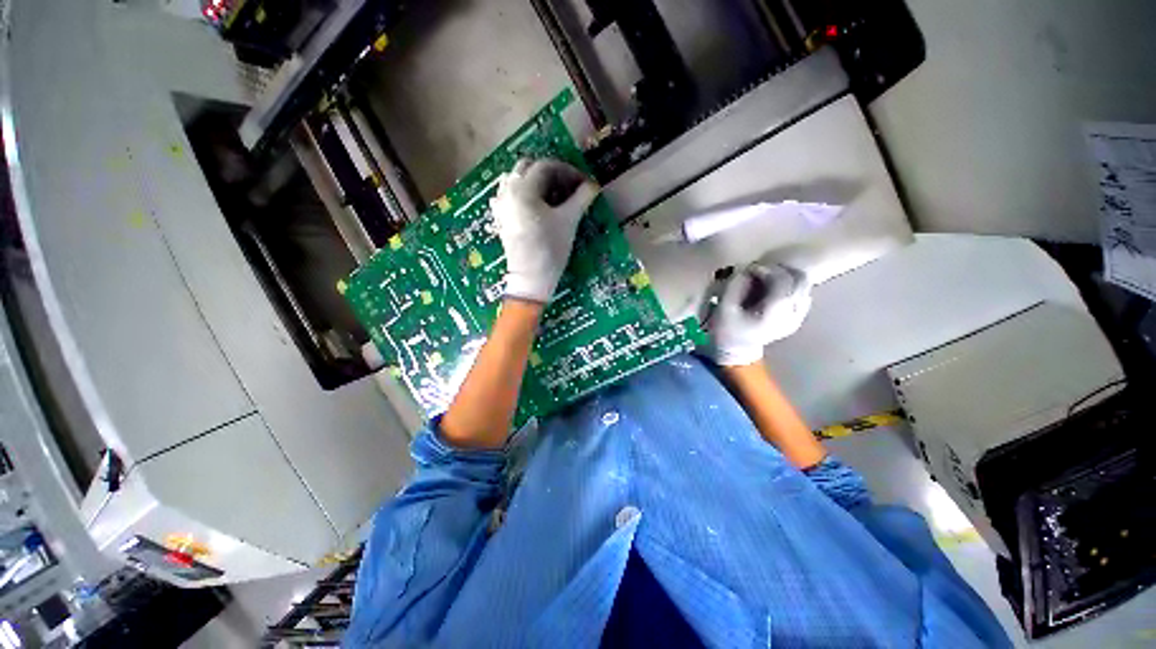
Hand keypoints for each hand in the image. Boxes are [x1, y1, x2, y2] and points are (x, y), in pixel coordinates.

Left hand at [491, 158, 599, 302]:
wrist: (531, 278)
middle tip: (568, 187)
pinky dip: (524, 193)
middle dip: (550, 173)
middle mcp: (507, 191)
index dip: (567, 171)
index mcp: (523, 189)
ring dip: (536, 182)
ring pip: (516, 180)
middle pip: (528, 168)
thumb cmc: (550, 249)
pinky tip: (535, 206)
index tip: (582, 183)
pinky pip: (509, 195)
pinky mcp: (500, 218)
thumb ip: (582, 198)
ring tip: (553, 196)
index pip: (546, 166)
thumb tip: (593, 185)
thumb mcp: (569, 221)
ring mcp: (501, 205)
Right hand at [706, 263, 811, 366]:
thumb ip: (736, 286)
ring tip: (765, 279)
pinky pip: (802, 293)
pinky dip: (790, 285)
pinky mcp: (797, 317)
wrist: (736, 353)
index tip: (750, 268)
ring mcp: (798, 317)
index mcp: (775, 313)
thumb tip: (746, 269)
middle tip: (759, 272)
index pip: (782, 281)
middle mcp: (792, 314)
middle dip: (779, 270)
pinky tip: (773, 289)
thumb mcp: (724, 308)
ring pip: (804, 285)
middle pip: (800, 280)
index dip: (767, 269)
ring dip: (785, 276)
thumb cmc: (727, 331)